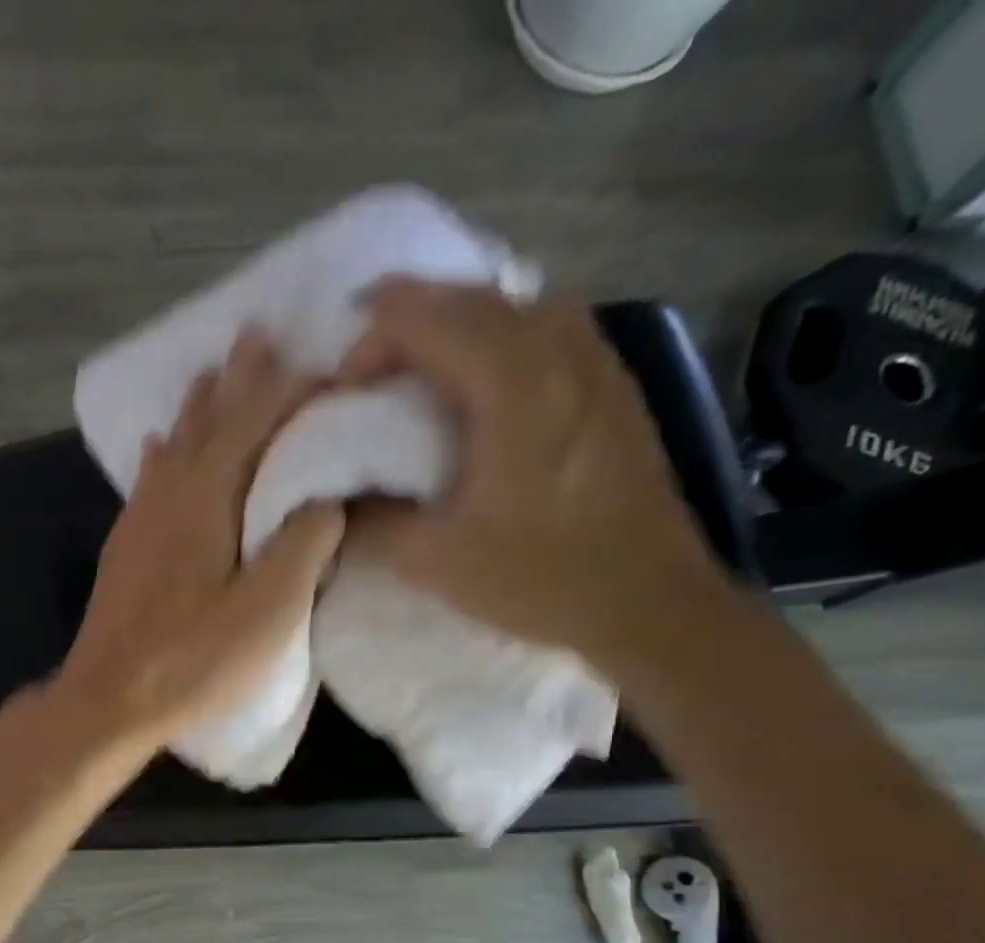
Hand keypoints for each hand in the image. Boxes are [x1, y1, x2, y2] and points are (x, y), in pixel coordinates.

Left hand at [56, 329, 344, 750]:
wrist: (108, 699)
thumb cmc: (192, 661)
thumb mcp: (267, 611)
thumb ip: (302, 545)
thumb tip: (326, 496)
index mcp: (207, 500)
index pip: (253, 424)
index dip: (289, 391)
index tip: (324, 365)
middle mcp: (168, 496)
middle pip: (208, 422)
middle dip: (239, 379)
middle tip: (259, 334)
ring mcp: (140, 521)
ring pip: (176, 445)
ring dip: (199, 406)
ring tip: (213, 372)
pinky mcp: (126, 548)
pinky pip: (149, 481)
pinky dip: (162, 455)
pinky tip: (158, 445)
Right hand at [339, 279, 735, 667]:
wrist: (649, 602)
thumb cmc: (540, 578)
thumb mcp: (434, 561)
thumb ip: (372, 519)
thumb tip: (336, 496)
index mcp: (512, 385)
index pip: (424, 318)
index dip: (369, 342)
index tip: (343, 394)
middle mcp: (558, 352)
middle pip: (468, 298)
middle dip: (404, 322)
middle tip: (364, 370)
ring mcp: (595, 362)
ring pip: (512, 306)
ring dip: (455, 324)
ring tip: (419, 367)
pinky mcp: (613, 385)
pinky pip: (546, 329)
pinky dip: (499, 337)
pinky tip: (483, 383)